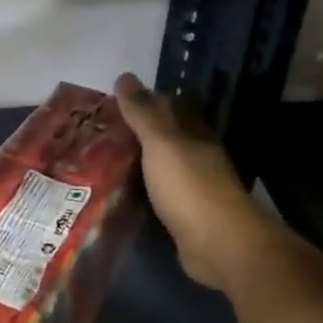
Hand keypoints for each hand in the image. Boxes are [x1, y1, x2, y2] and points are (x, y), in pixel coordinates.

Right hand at [112, 73, 283, 293]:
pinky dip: (140, 190)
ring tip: (102, 158)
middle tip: (102, 129)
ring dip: (139, 162)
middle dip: (141, 132)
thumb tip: (125, 76)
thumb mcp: (162, 144)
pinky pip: (157, 195)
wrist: (219, 246)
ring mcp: (193, 190)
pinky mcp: (184, 217)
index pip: (175, 109)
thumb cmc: (190, 187)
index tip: (118, 100)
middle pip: (168, 138)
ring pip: (161, 167)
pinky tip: (119, 192)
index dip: (150, 101)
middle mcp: (197, 159)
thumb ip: (143, 113)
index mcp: (195, 137)